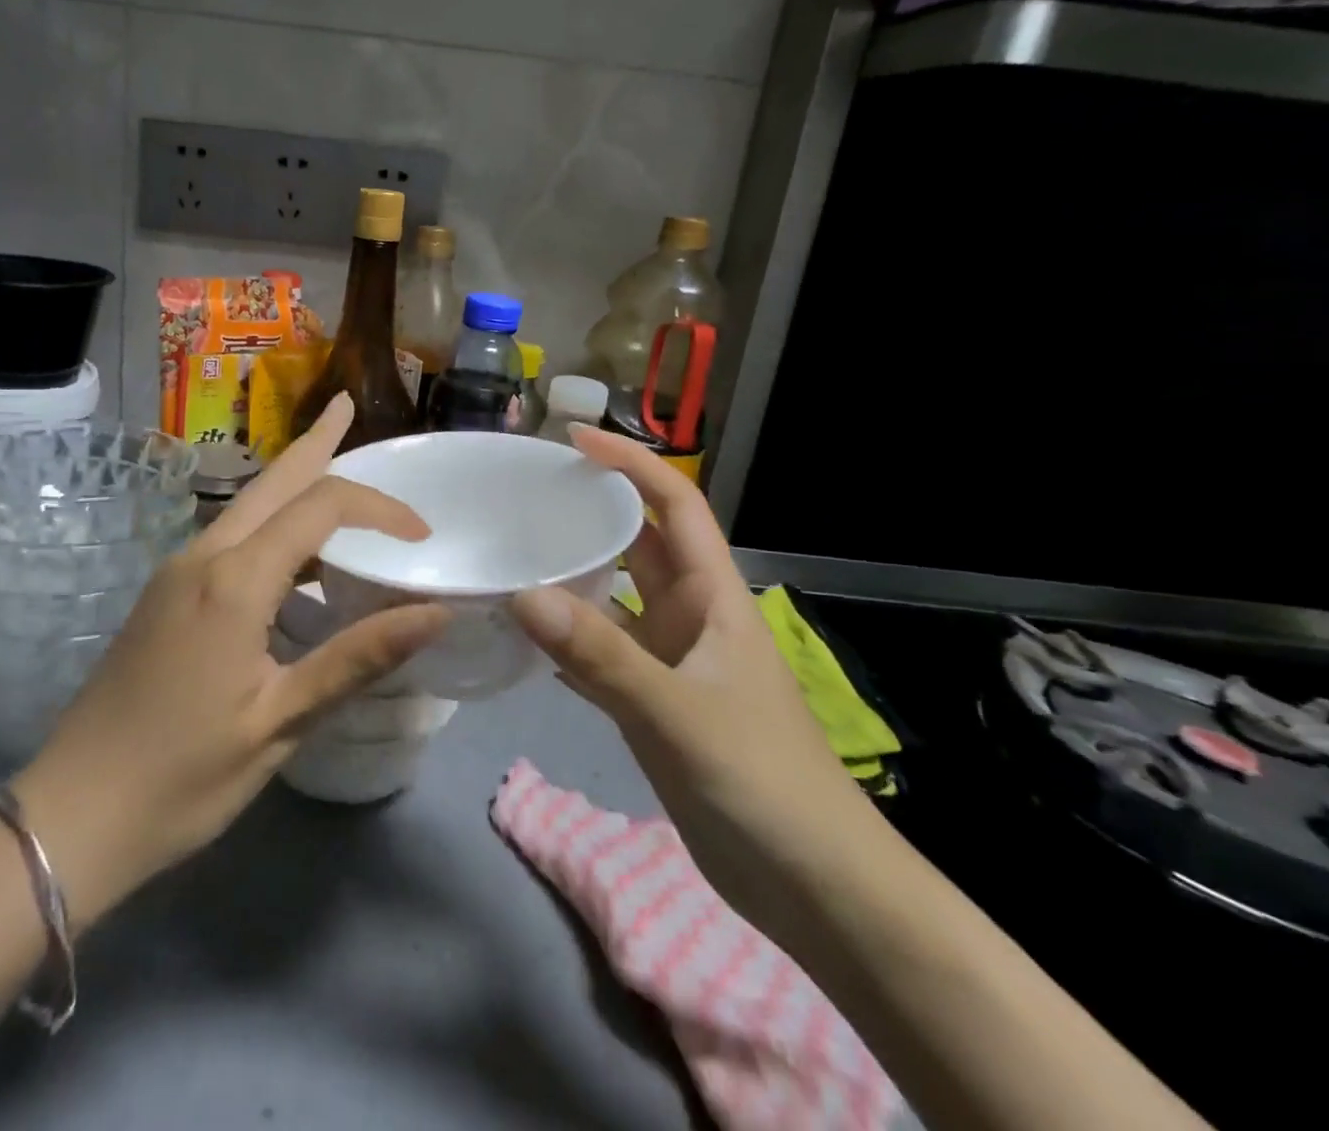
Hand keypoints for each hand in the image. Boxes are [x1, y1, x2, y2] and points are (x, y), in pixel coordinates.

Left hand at [14, 396, 448, 927]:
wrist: (71, 815)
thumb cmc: (183, 775)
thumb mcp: (281, 721)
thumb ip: (358, 658)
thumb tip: (436, 614)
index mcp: (234, 580)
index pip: (320, 507)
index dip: (378, 508)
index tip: (421, 535)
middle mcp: (203, 556)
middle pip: (272, 481)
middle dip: (315, 442)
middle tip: (346, 406)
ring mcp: (177, 572)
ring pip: (247, 506)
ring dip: (293, 481)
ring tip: (333, 463)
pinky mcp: (166, 594)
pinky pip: (231, 538)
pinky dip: (273, 523)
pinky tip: (294, 550)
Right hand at [509, 427, 867, 920]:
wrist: (815, 888)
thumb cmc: (762, 783)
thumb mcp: (677, 713)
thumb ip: (601, 655)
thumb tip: (523, 593)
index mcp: (713, 597)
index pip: (675, 504)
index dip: (630, 464)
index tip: (573, 440)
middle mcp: (691, 617)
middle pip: (640, 543)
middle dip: (592, 510)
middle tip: (524, 493)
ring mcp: (673, 661)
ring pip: (617, 599)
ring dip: (574, 574)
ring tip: (512, 551)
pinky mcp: (656, 703)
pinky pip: (604, 652)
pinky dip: (568, 638)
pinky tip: (524, 635)